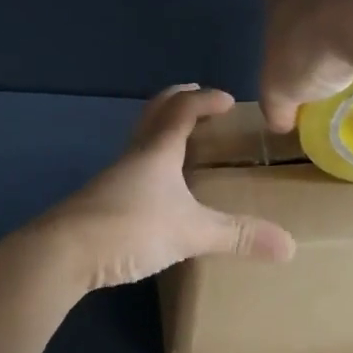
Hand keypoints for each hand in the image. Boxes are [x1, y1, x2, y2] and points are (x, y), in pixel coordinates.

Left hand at [41, 85, 296, 290]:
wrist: (62, 253)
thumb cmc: (129, 227)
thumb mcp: (190, 231)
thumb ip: (237, 236)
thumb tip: (289, 246)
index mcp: (156, 150)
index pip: (181, 109)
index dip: (205, 99)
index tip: (227, 100)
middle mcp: (132, 156)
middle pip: (153, 115)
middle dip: (177, 102)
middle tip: (198, 102)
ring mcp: (112, 178)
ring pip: (140, 142)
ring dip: (161, 133)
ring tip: (183, 145)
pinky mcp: (100, 202)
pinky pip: (132, 170)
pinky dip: (150, 164)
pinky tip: (158, 190)